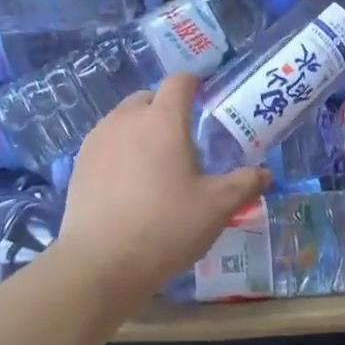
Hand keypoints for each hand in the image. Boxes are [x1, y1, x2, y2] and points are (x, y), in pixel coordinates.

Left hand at [55, 73, 269, 311]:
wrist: (101, 262)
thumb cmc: (166, 226)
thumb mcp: (217, 207)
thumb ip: (244, 184)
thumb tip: (265, 175)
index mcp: (163, 119)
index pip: (179, 82)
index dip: (194, 85)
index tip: (204, 99)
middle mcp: (127, 119)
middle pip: (149, 98)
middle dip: (166, 110)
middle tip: (183, 141)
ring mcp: (98, 139)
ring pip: (124, 120)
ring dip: (141, 130)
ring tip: (154, 164)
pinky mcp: (79, 163)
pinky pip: (105, 143)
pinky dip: (119, 151)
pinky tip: (127, 183)